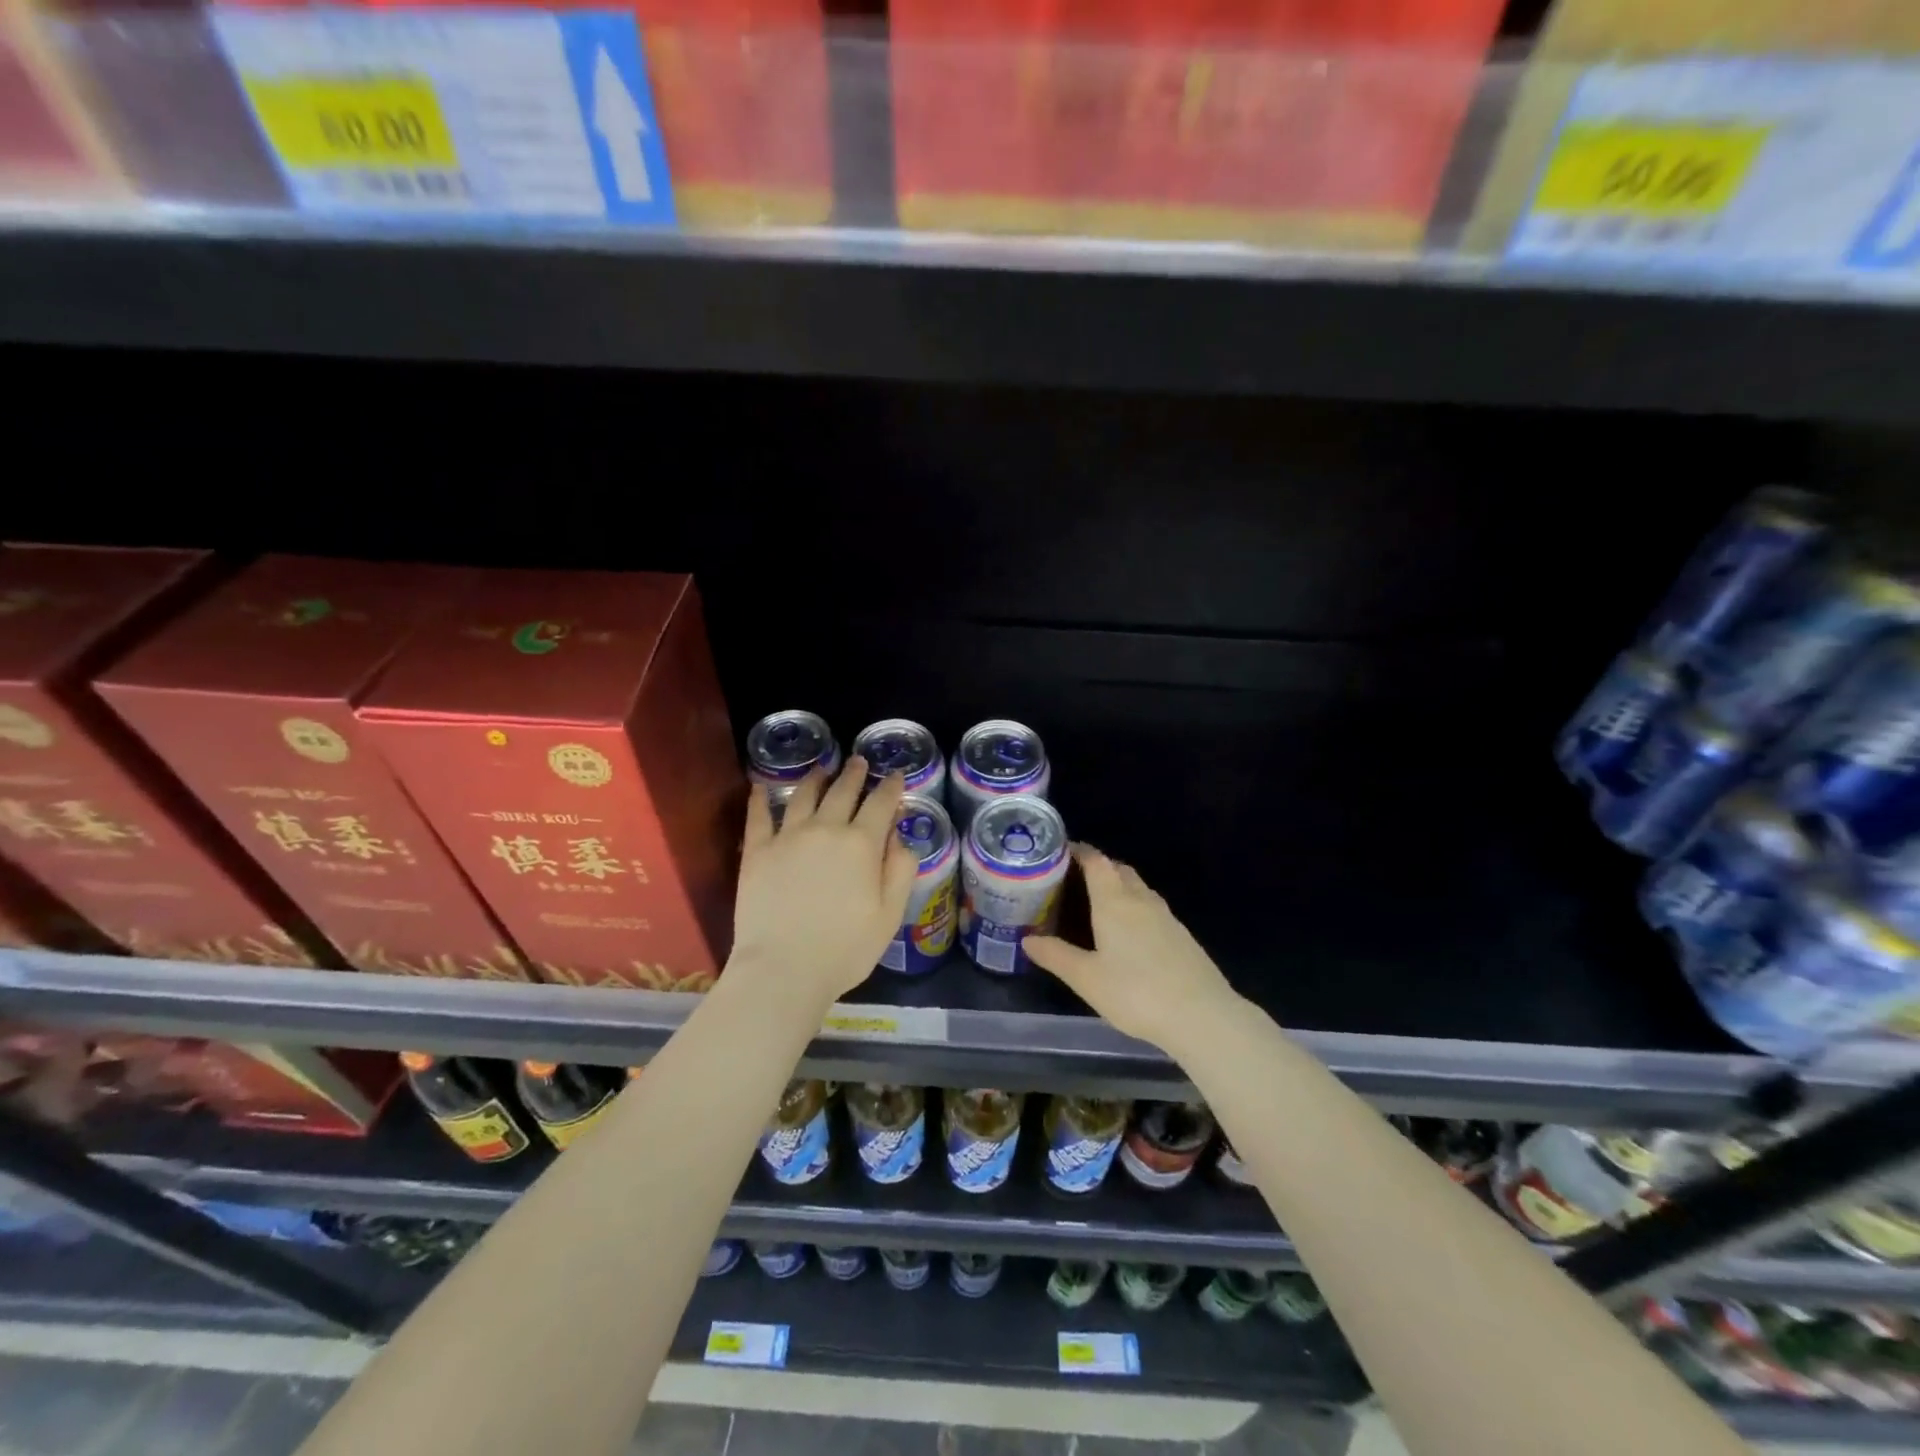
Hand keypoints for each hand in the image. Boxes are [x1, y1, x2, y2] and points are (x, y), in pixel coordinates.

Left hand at [728, 756, 917, 1011]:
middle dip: (855, 774)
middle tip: (859, 762)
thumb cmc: (845, 949)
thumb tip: (900, 837)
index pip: (881, 803)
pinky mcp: (757, 852)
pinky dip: (760, 799)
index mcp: (862, 843)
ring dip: (816, 778)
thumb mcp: (889, 915)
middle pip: (843, 791)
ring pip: (803, 795)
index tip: (896, 775)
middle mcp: (825, 829)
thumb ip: (900, 871)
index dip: (891, 786)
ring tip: (822, 768)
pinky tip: (760, 787)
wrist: (784, 969)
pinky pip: (758, 817)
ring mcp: (787, 837)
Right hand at [1023, 845, 1240, 1047]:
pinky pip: (1151, 906)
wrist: (1201, 1015)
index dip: (1078, 851)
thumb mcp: (1086, 978)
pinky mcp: (1181, 934)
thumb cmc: (1136, 992)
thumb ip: (1056, 955)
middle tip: (1074, 879)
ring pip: (1138, 887)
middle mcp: (1141, 899)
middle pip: (1118, 869)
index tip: (1060, 852)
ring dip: (1118, 885)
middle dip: (1098, 867)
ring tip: (1097, 902)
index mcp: (1114, 901)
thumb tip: (1027, 939)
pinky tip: (1128, 931)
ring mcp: (1166, 916)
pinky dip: (1134, 905)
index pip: (1096, 861)